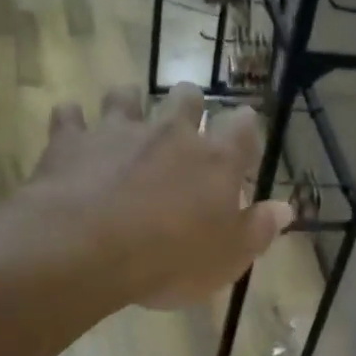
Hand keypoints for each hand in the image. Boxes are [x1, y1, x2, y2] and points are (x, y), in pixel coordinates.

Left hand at [30, 85, 293, 309]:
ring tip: (128, 115)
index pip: (242, 128)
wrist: (88, 249)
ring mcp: (118, 131)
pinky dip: (73, 121)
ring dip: (130, 102)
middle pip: (186, 97)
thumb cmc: (171, 259)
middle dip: (190, 103)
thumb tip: (285, 209)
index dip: (246, 127)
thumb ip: (259, 229)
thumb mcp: (229, 257)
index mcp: (215, 161)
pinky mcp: (71, 140)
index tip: (245, 130)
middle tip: (187, 119)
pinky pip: (70, 116)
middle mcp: (171, 133)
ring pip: (127, 96)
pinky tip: (72, 128)